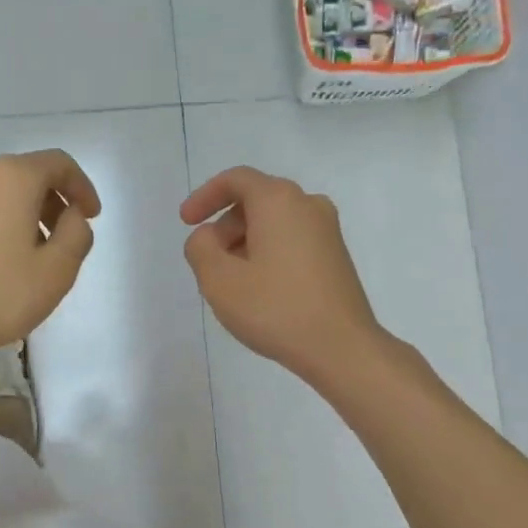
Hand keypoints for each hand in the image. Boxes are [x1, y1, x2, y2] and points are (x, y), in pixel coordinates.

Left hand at [0, 150, 100, 368]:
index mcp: (10, 178)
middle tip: (62, 240)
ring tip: (26, 257)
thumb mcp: (56, 272)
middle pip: (24, 175)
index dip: (82, 187)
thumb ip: (77, 234)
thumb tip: (71, 215)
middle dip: (50, 202)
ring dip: (19, 215)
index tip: (90, 217)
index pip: (58, 164)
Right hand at [180, 166, 382, 385]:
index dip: (204, 197)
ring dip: (245, 243)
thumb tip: (208, 237)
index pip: (236, 180)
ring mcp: (328, 231)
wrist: (341, 348)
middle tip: (208, 262)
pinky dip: (268, 253)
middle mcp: (308, 205)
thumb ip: (200, 248)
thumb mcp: (219, 280)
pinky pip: (292, 241)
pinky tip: (259, 290)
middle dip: (224, 226)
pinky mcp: (336, 256)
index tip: (186, 222)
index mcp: (279, 200)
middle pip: (255, 200)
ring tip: (231, 282)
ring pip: (274, 223)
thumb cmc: (275, 309)